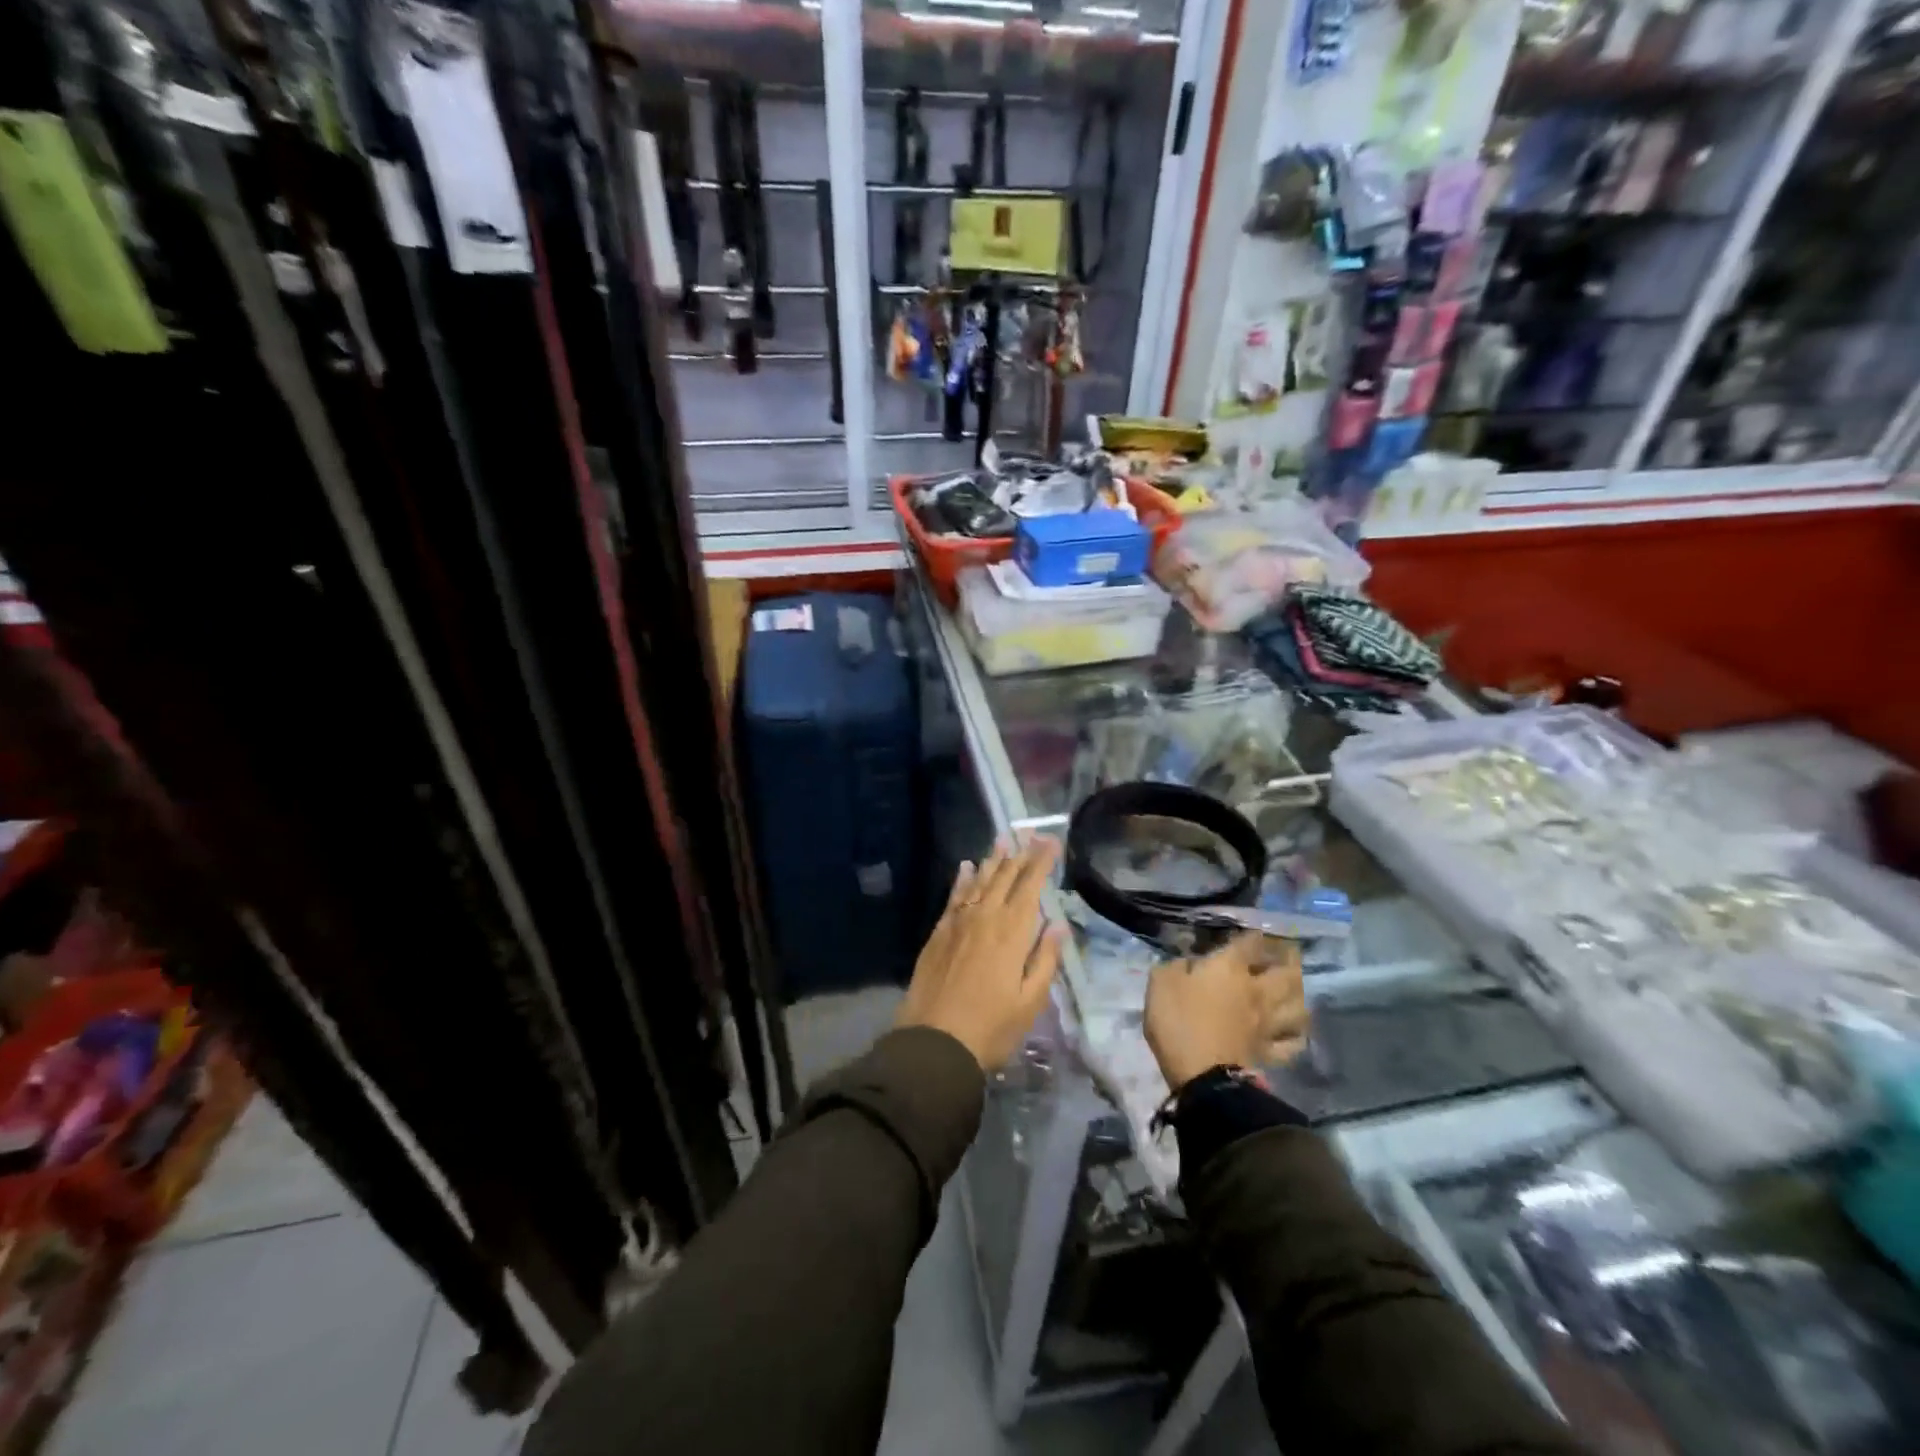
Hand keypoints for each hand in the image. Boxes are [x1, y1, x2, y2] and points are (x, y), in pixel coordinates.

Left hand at [897, 836, 1064, 1070]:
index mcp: (1012, 932)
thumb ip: (1045, 958)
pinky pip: (954, 897)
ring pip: (979, 882)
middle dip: (1020, 854)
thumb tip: (1059, 923)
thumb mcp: (1030, 1001)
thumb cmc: (991, 1028)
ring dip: (992, 860)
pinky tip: (966, 867)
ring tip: (1002, 841)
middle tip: (1030, 834)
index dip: (1041, 862)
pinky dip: (962, 880)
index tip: (1051, 841)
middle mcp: (985, 917)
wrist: (934, 1043)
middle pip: (1005, 878)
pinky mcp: (938, 934)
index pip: (1030, 886)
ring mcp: (958, 923)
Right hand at [1144, 933, 1308, 1091]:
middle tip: (1288, 955)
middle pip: (1287, 971)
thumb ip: (1176, 966)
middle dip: (1290, 960)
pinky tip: (1292, 1031)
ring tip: (1294, 990)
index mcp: (1230, 968)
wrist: (1202, 1076)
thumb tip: (1188, 962)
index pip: (1250, 942)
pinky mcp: (1271, 1052)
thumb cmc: (1178, 1022)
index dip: (1254, 935)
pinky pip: (1292, 1042)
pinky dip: (1296, 1034)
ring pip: (1299, 1006)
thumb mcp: (1161, 982)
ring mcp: (1268, 1023)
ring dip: (1299, 995)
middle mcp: (1257, 990)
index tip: (1254, 932)